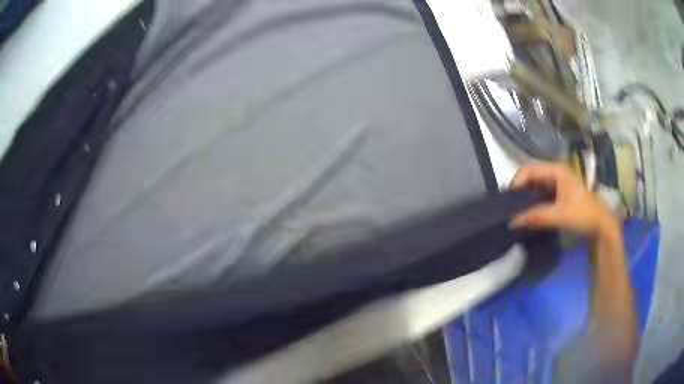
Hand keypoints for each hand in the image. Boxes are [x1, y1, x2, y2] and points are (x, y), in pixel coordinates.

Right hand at [510, 162, 619, 238]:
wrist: (600, 224)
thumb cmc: (583, 214)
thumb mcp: (559, 215)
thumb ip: (536, 217)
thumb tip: (512, 222)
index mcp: (557, 170)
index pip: (530, 169)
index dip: (517, 181)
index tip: (507, 199)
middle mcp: (556, 172)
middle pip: (532, 174)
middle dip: (519, 188)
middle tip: (508, 204)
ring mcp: (559, 181)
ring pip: (537, 183)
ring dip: (526, 195)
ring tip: (515, 208)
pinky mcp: (560, 192)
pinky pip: (542, 192)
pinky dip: (533, 200)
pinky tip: (528, 210)